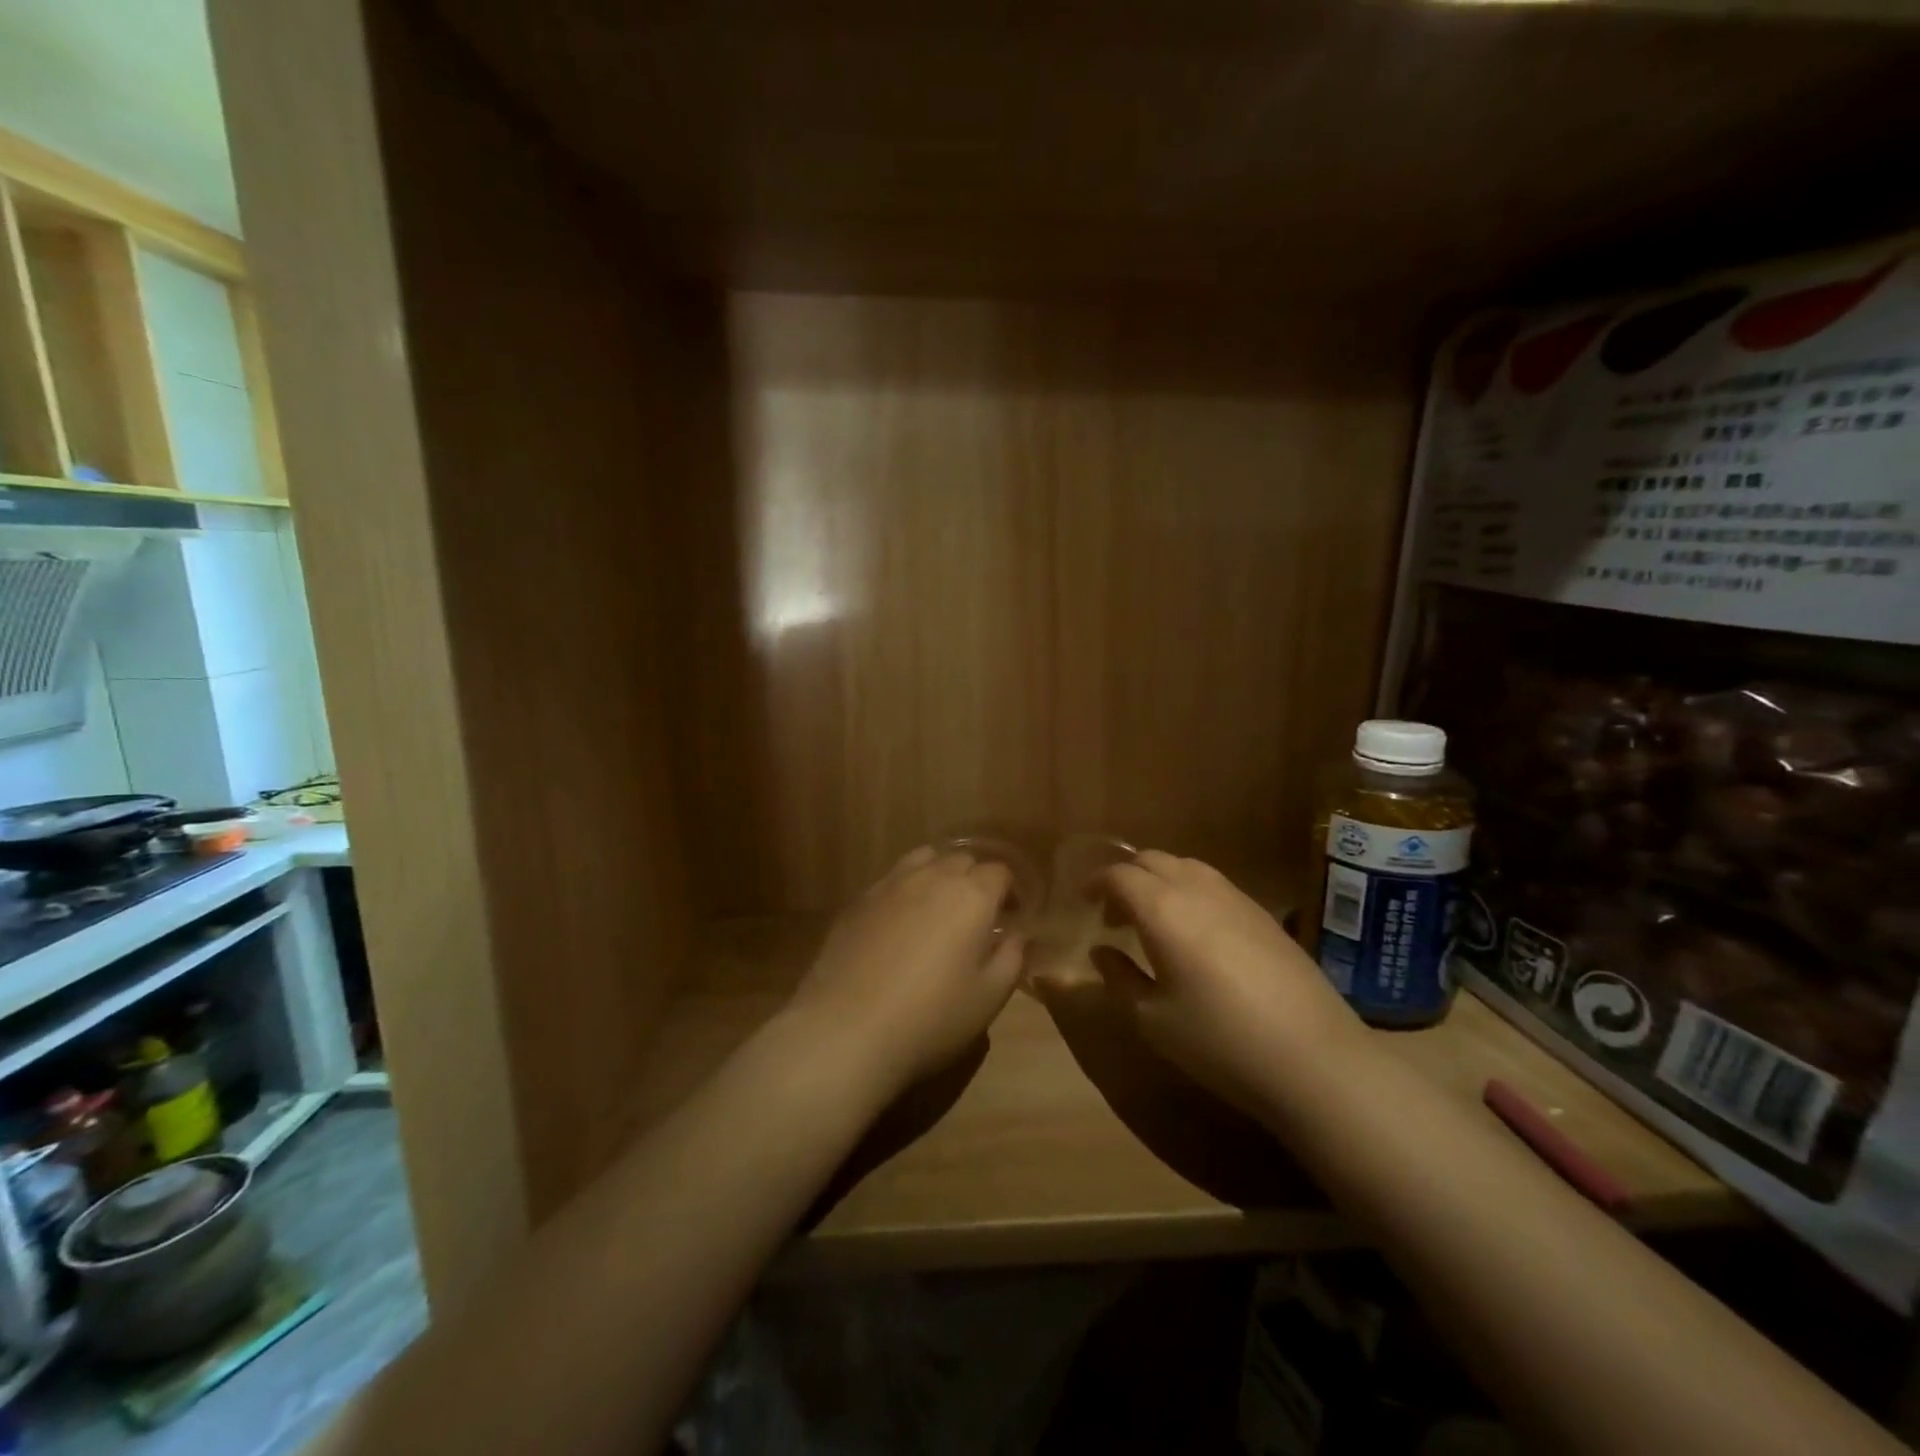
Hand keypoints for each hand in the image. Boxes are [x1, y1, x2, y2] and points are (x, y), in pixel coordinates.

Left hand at [782, 847, 1025, 1103]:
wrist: (846, 1030)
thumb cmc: (930, 1018)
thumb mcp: (988, 998)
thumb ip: (1011, 958)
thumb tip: (1017, 935)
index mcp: (971, 895)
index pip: (1000, 871)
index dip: (1011, 891)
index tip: (1012, 917)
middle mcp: (932, 876)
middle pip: (962, 859)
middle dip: (976, 880)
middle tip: (977, 916)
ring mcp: (890, 884)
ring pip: (923, 859)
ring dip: (939, 875)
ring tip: (938, 908)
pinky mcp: (858, 900)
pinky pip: (891, 880)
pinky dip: (905, 890)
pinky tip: (900, 923)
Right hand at [1091, 851, 1362, 1115]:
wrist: (1314, 1057)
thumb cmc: (1219, 1040)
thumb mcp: (1152, 1019)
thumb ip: (1118, 978)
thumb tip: (1100, 951)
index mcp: (1162, 908)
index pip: (1119, 875)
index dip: (1096, 884)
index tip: (1084, 902)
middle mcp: (1197, 889)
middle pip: (1152, 860)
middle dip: (1126, 877)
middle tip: (1114, 914)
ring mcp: (1236, 898)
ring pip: (1186, 866)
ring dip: (1159, 881)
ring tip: (1153, 920)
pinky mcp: (1264, 914)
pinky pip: (1214, 883)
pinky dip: (1189, 891)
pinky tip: (1195, 933)